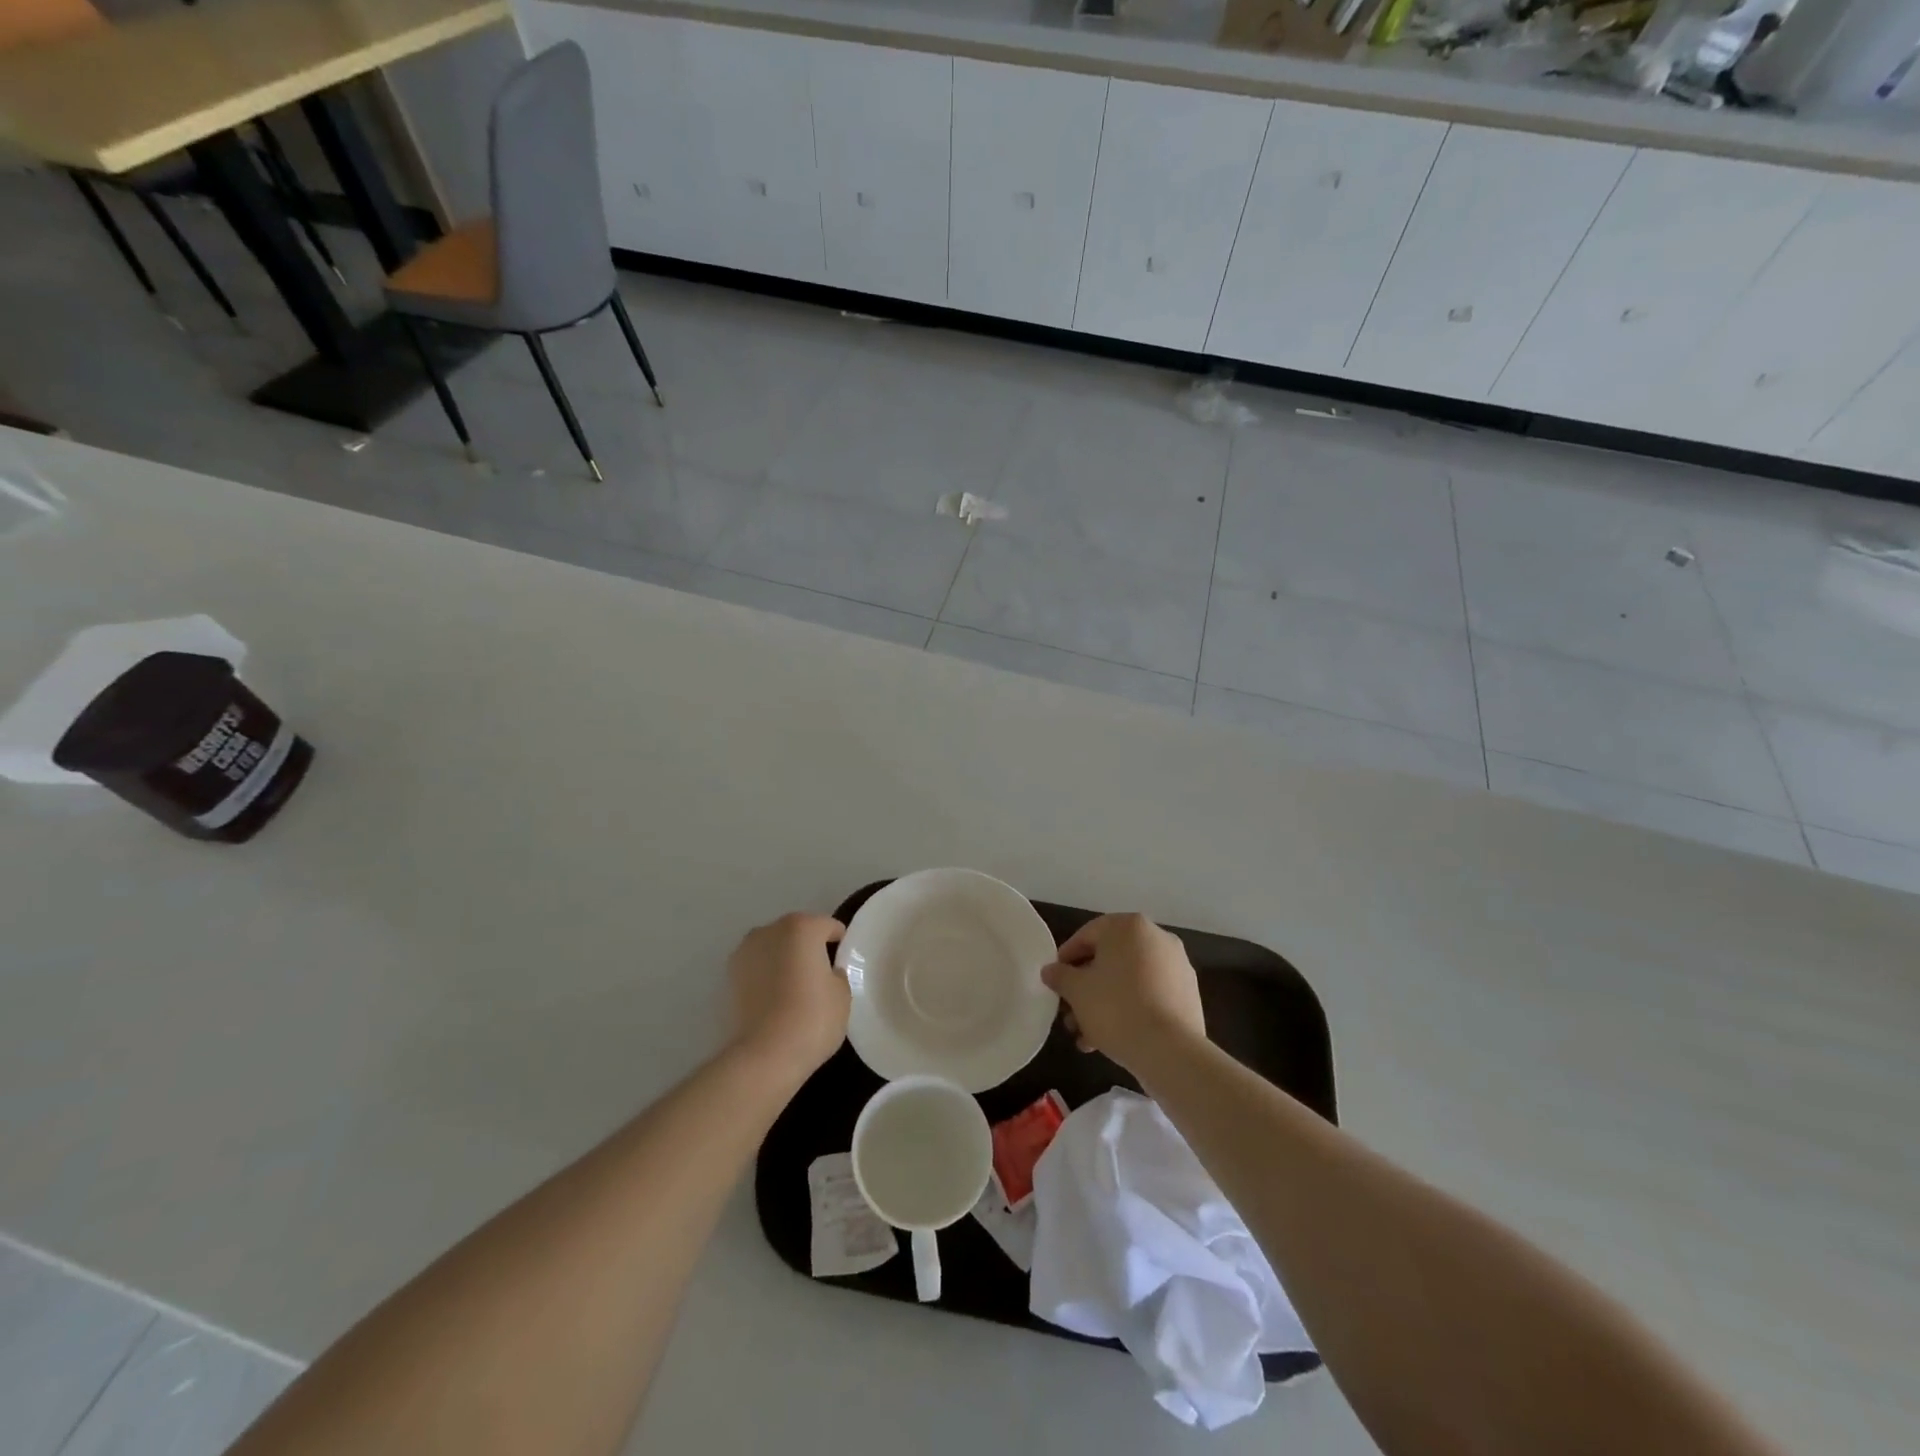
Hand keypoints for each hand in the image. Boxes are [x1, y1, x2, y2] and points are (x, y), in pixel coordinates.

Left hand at [727, 913, 848, 1083]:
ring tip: (795, 988)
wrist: (765, 1054)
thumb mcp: (843, 994)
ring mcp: (746, 951)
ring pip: (775, 948)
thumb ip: (836, 973)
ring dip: (785, 959)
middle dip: (809, 948)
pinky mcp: (729, 976)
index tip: (844, 965)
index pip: (829, 927)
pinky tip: (776, 999)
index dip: (841, 945)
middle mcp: (771, 930)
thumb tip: (826, 972)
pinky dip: (767, 975)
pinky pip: (758, 967)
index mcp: (803, 927)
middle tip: (821, 976)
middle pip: (798, 932)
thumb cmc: (813, 1018)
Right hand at [1041, 913, 1204, 1074]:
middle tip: (1069, 1014)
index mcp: (1129, 926)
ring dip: (1104, 1003)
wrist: (1170, 1051)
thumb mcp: (1077, 991)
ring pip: (1129, 980)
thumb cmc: (1116, 1008)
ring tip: (1086, 1036)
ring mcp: (1176, 965)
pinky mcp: (1188, 993)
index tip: (1054, 983)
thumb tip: (1051, 970)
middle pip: (1109, 959)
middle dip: (1086, 988)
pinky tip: (1112, 1038)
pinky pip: (1149, 994)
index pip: (1087, 935)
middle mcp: (1157, 937)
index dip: (1065, 959)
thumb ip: (1060, 976)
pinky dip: (1129, 1009)